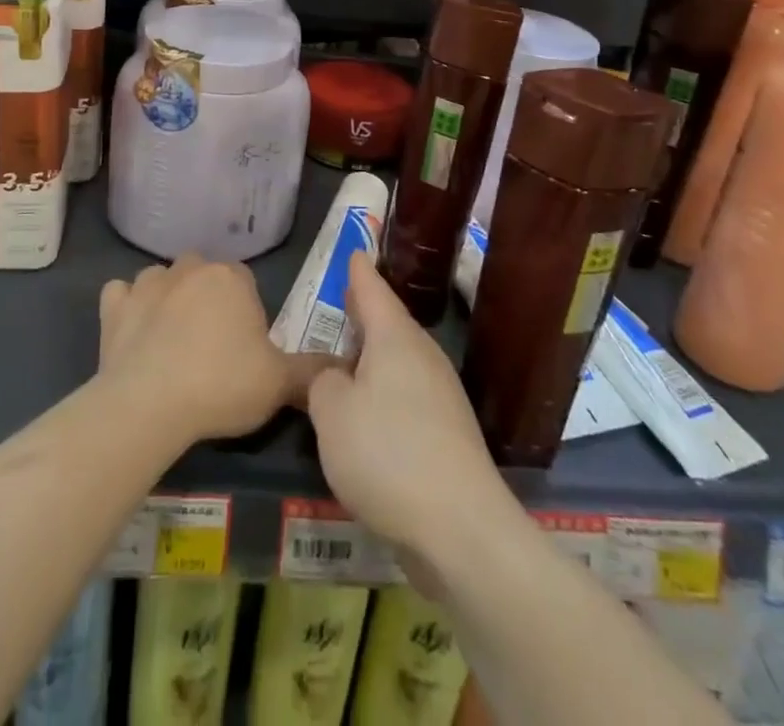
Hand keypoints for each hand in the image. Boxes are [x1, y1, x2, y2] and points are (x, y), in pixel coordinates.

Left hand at [98, 255, 321, 448]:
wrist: (151, 404)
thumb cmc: (222, 385)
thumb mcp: (279, 383)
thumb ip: (312, 371)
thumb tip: (344, 366)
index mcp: (231, 277)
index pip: (245, 282)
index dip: (247, 313)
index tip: (245, 348)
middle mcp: (189, 268)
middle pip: (204, 275)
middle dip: (208, 300)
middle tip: (212, 346)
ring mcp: (147, 284)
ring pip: (162, 280)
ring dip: (167, 299)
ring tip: (172, 340)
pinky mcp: (114, 306)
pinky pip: (120, 295)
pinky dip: (126, 307)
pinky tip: (132, 331)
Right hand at [305, 251, 508, 556]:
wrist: (462, 530)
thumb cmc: (387, 454)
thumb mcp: (331, 413)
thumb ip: (321, 383)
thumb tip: (333, 377)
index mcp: (396, 339)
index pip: (373, 291)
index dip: (359, 272)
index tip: (354, 252)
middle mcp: (423, 358)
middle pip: (390, 325)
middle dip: (366, 314)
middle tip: (344, 301)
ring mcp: (441, 397)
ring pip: (399, 362)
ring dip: (373, 358)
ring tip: (347, 358)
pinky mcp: (448, 435)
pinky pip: (407, 397)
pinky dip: (384, 393)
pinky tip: (368, 415)